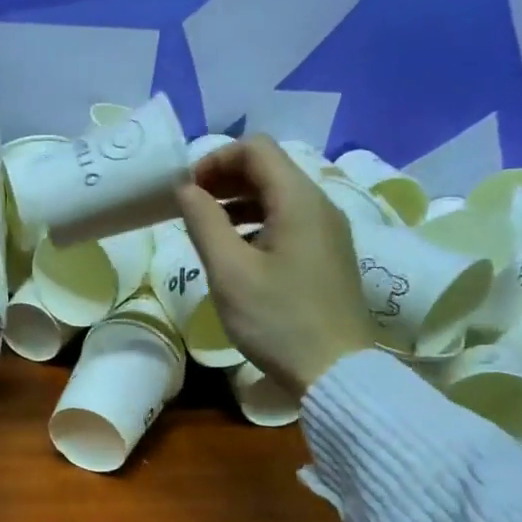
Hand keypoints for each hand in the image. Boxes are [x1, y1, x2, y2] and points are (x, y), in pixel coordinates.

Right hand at [176, 135, 374, 396]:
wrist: (336, 372)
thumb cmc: (278, 320)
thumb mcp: (230, 272)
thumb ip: (204, 222)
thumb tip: (185, 188)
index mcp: (298, 200)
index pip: (256, 149)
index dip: (215, 159)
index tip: (186, 190)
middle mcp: (320, 205)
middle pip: (269, 169)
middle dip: (225, 179)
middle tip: (190, 207)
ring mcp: (329, 232)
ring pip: (279, 197)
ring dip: (239, 202)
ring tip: (207, 229)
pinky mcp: (328, 256)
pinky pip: (290, 222)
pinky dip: (258, 224)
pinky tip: (237, 254)